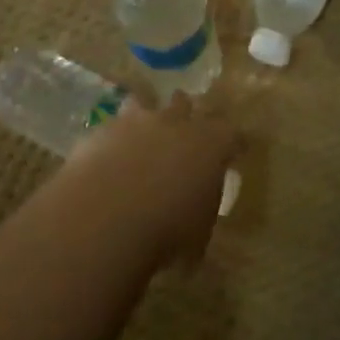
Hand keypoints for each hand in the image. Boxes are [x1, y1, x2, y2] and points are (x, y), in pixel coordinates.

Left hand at [64, 94, 240, 267]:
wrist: (108, 213)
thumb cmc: (167, 229)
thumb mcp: (198, 235)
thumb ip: (200, 213)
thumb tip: (194, 216)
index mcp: (211, 144)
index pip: (232, 134)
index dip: (233, 142)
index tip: (235, 149)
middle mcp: (177, 122)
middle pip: (187, 104)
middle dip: (186, 114)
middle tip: (184, 133)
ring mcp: (138, 120)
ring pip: (147, 103)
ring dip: (147, 116)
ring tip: (143, 134)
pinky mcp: (105, 128)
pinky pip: (114, 127)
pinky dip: (115, 139)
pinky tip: (109, 157)